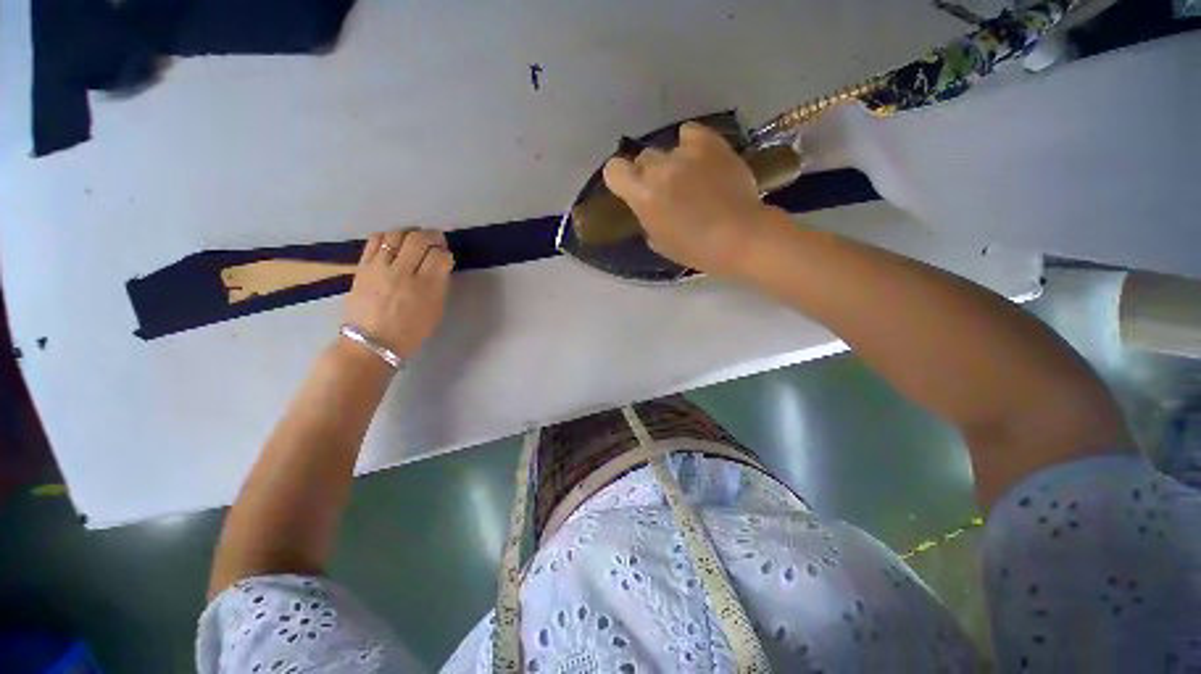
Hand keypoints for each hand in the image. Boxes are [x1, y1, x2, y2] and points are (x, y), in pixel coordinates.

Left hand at [343, 228, 453, 358]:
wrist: (371, 342)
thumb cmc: (411, 331)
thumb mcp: (436, 310)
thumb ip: (439, 285)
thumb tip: (440, 266)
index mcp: (426, 287)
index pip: (440, 256)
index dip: (446, 253)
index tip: (446, 257)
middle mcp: (403, 272)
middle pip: (419, 239)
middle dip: (432, 236)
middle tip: (436, 240)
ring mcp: (380, 267)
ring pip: (397, 235)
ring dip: (410, 233)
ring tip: (415, 239)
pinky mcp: (363, 266)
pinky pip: (375, 240)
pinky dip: (389, 237)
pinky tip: (395, 242)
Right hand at [602, 122, 783, 278]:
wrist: (739, 236)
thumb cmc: (695, 249)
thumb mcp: (660, 242)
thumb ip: (647, 219)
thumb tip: (649, 208)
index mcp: (642, 195)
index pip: (614, 170)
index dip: (620, 178)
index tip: (631, 189)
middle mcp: (659, 168)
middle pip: (643, 158)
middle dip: (650, 172)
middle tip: (668, 189)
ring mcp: (685, 153)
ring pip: (668, 148)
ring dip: (674, 162)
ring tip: (693, 177)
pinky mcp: (711, 143)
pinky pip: (691, 133)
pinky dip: (692, 143)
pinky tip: (701, 158)